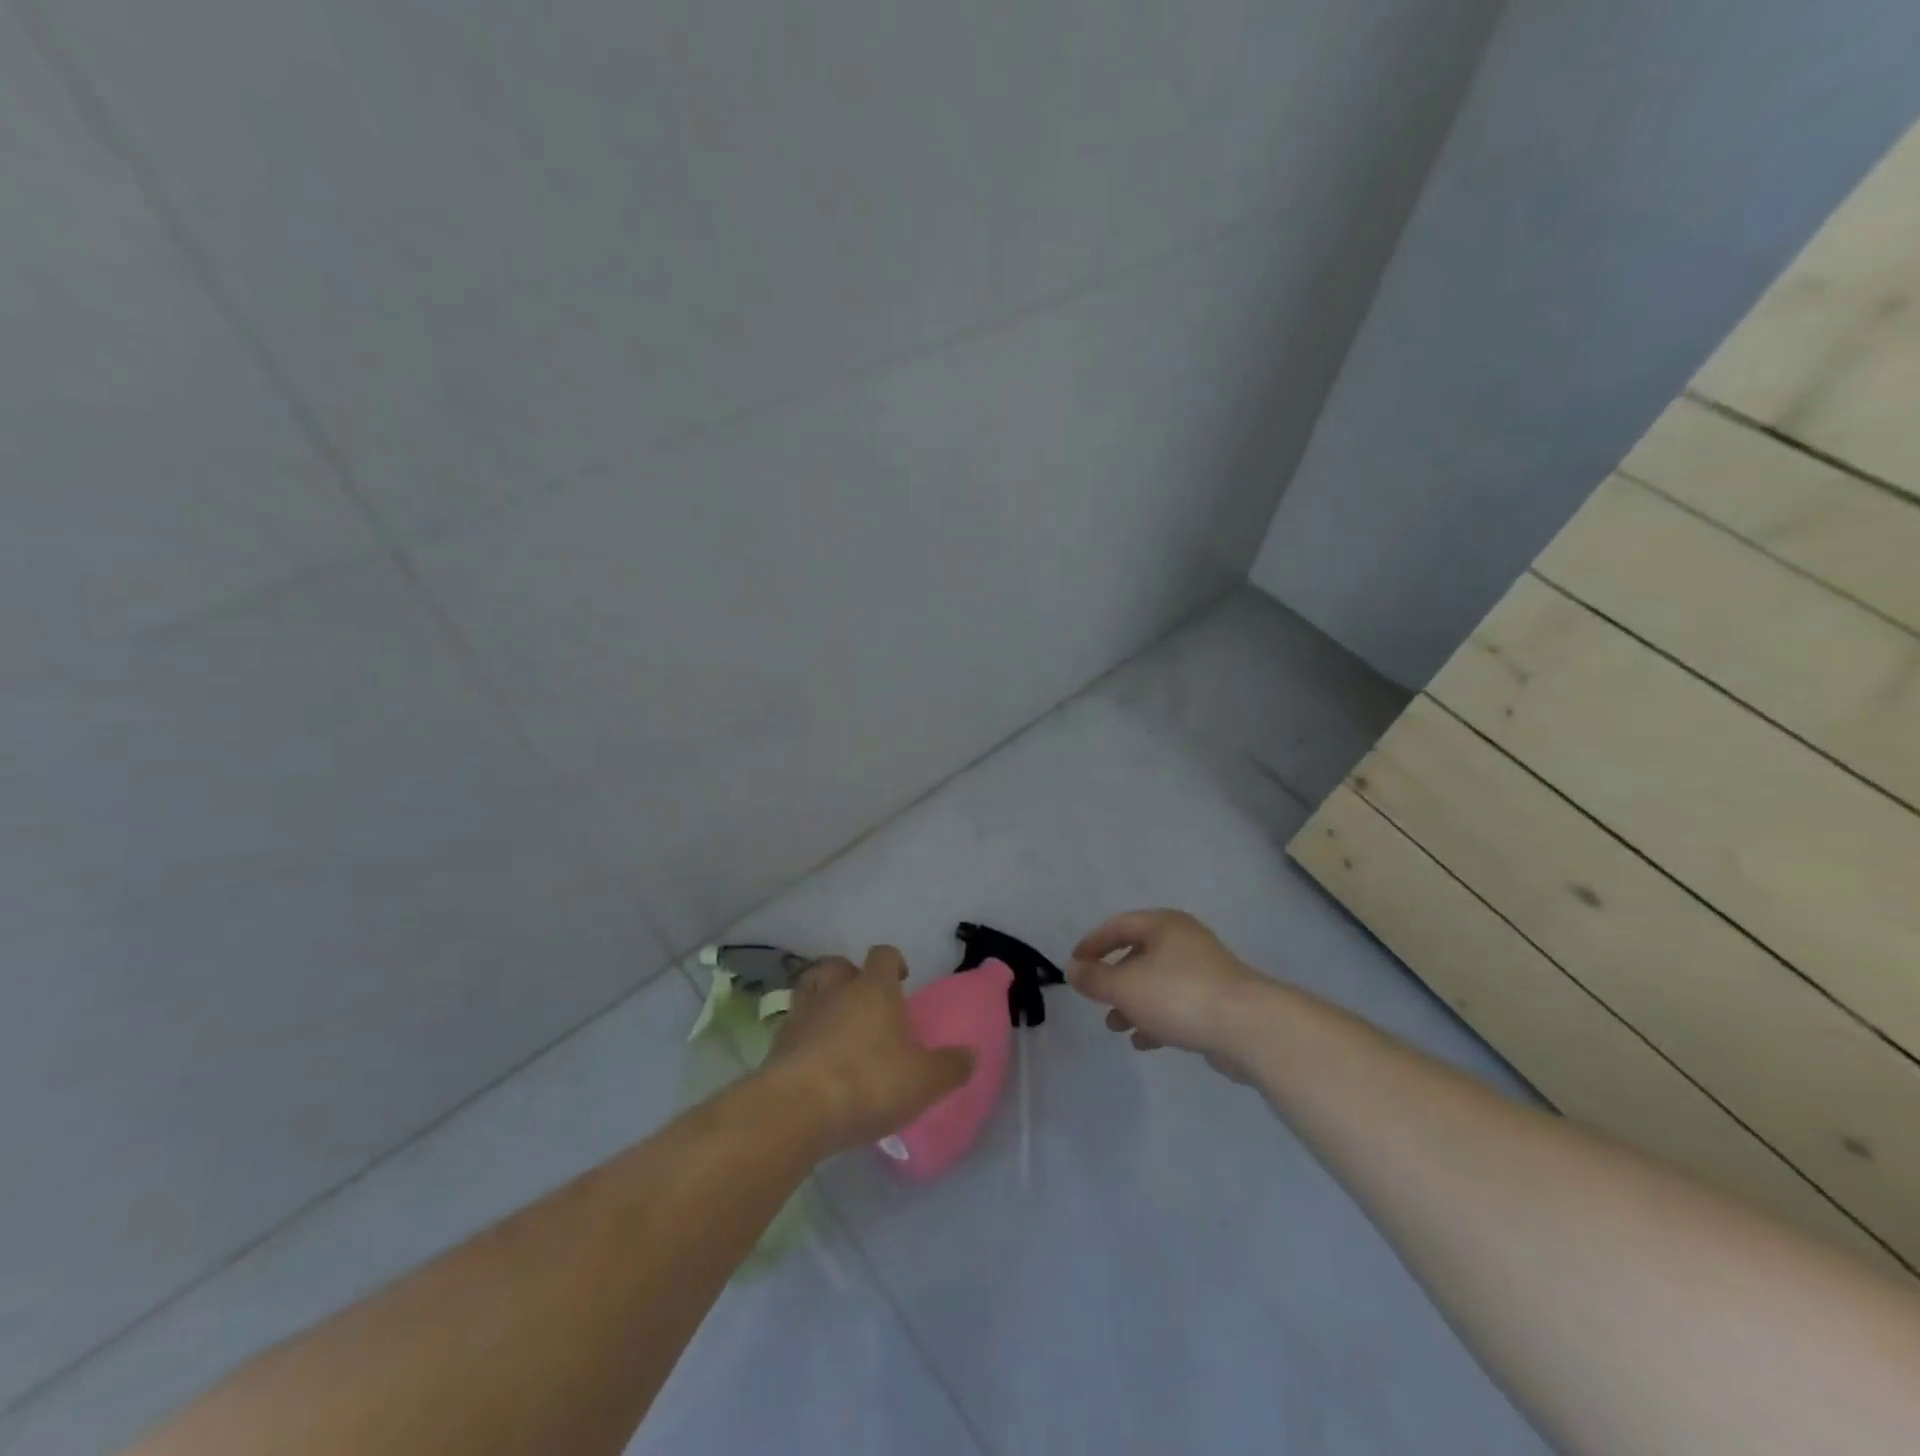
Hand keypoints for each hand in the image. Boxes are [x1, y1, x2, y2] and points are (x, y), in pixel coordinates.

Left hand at [762, 945, 972, 1154]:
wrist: (797, 1109)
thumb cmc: (869, 1082)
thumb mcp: (924, 1080)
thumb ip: (950, 1067)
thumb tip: (971, 1055)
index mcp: (874, 988)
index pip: (884, 955)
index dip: (894, 962)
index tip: (902, 979)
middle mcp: (835, 990)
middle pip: (839, 965)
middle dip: (851, 975)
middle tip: (864, 999)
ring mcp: (802, 1014)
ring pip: (809, 988)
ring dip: (822, 998)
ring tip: (835, 1023)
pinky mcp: (777, 1043)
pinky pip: (793, 1026)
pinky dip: (804, 1034)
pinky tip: (815, 1057)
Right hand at [1066, 909, 1264, 1071]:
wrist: (1249, 1028)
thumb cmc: (1178, 995)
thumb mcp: (1124, 986)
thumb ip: (1094, 978)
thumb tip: (1072, 969)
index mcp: (1163, 925)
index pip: (1118, 926)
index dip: (1092, 944)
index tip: (1074, 965)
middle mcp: (1185, 941)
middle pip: (1139, 954)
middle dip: (1114, 980)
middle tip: (1097, 999)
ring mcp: (1205, 971)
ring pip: (1158, 982)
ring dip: (1133, 1003)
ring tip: (1116, 1027)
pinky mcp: (1219, 1001)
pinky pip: (1178, 1004)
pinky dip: (1157, 1019)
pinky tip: (1144, 1042)